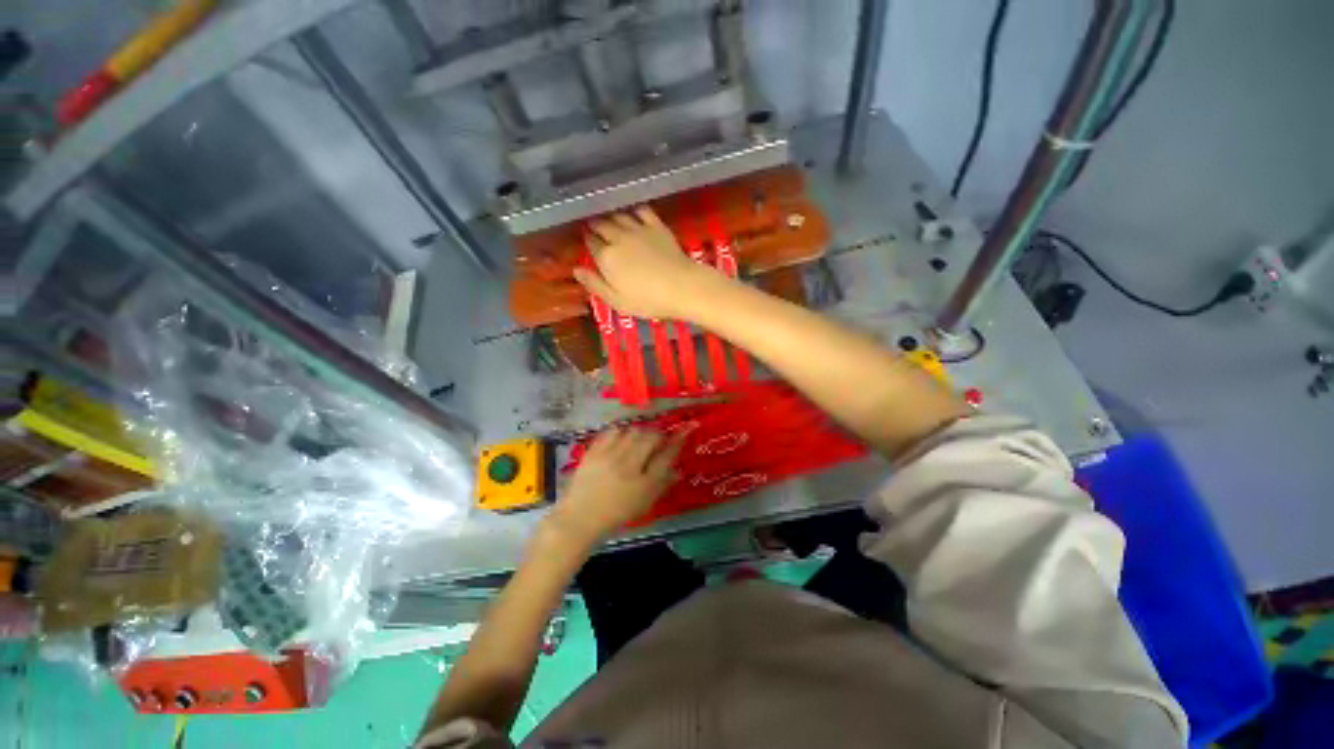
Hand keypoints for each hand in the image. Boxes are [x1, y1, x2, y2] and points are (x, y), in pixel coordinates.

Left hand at [543, 428, 684, 548]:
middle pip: (650, 437)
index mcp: (643, 483)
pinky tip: (620, 439)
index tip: (687, 427)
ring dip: (639, 432)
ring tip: (637, 440)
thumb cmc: (616, 514)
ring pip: (631, 431)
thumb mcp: (644, 503)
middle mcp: (628, 465)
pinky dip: (619, 432)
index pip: (667, 455)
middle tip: (657, 439)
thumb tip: (678, 469)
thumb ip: (662, 484)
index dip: (678, 439)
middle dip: (658, 434)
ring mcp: (608, 456)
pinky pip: (611, 432)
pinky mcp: (592, 452)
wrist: (580, 519)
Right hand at [573, 206, 726, 320]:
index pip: (590, 243)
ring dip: (610, 215)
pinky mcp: (656, 226)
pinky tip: (632, 212)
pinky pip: (641, 210)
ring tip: (608, 218)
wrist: (682, 287)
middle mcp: (618, 237)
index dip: (586, 240)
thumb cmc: (648, 300)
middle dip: (594, 225)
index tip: (585, 240)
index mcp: (606, 257)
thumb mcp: (617, 301)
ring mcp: (638, 229)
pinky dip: (633, 210)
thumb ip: (595, 284)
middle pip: (601, 225)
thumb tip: (576, 270)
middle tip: (593, 227)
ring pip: (618, 215)